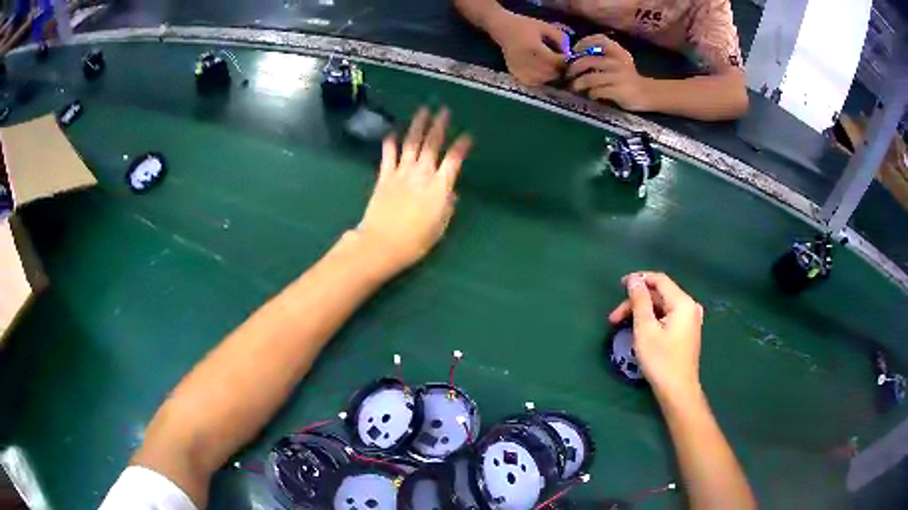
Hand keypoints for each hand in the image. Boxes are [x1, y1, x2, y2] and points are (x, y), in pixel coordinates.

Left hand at [357, 107, 472, 273]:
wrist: (382, 243)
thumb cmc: (415, 241)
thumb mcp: (440, 226)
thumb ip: (447, 206)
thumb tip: (450, 193)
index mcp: (440, 187)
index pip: (454, 160)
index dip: (462, 146)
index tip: (468, 136)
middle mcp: (422, 174)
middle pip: (432, 144)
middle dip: (439, 125)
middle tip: (444, 110)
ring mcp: (401, 172)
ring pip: (411, 143)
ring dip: (418, 125)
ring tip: (423, 110)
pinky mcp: (385, 176)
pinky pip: (389, 155)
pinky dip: (391, 142)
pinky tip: (393, 131)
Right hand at [487, 10, 567, 85]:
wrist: (503, 29)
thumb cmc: (525, 26)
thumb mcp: (545, 27)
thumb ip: (561, 39)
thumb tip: (570, 55)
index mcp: (534, 49)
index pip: (558, 62)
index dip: (567, 62)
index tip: (570, 58)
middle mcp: (526, 62)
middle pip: (553, 73)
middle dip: (561, 69)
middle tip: (562, 63)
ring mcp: (521, 71)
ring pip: (546, 80)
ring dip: (553, 75)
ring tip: (552, 66)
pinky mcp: (517, 76)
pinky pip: (536, 83)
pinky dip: (543, 79)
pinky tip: (542, 70)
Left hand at [566, 35, 652, 111]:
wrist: (647, 94)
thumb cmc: (626, 77)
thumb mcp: (617, 61)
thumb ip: (601, 56)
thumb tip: (574, 57)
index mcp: (618, 51)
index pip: (598, 39)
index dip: (582, 43)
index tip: (574, 52)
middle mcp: (618, 62)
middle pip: (588, 61)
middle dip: (574, 68)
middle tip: (568, 75)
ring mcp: (619, 77)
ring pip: (590, 78)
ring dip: (578, 83)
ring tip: (575, 87)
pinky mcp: (619, 91)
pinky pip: (597, 91)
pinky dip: (590, 94)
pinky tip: (591, 95)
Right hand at [609, 272, 704, 396]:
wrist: (678, 391)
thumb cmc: (661, 360)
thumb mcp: (645, 329)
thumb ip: (640, 301)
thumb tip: (634, 279)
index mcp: (682, 302)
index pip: (659, 280)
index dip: (639, 279)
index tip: (619, 286)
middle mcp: (689, 306)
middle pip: (659, 294)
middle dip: (636, 302)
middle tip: (614, 318)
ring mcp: (690, 319)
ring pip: (662, 306)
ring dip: (642, 312)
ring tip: (622, 326)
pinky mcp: (687, 331)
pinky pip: (668, 316)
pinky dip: (652, 319)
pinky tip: (640, 329)